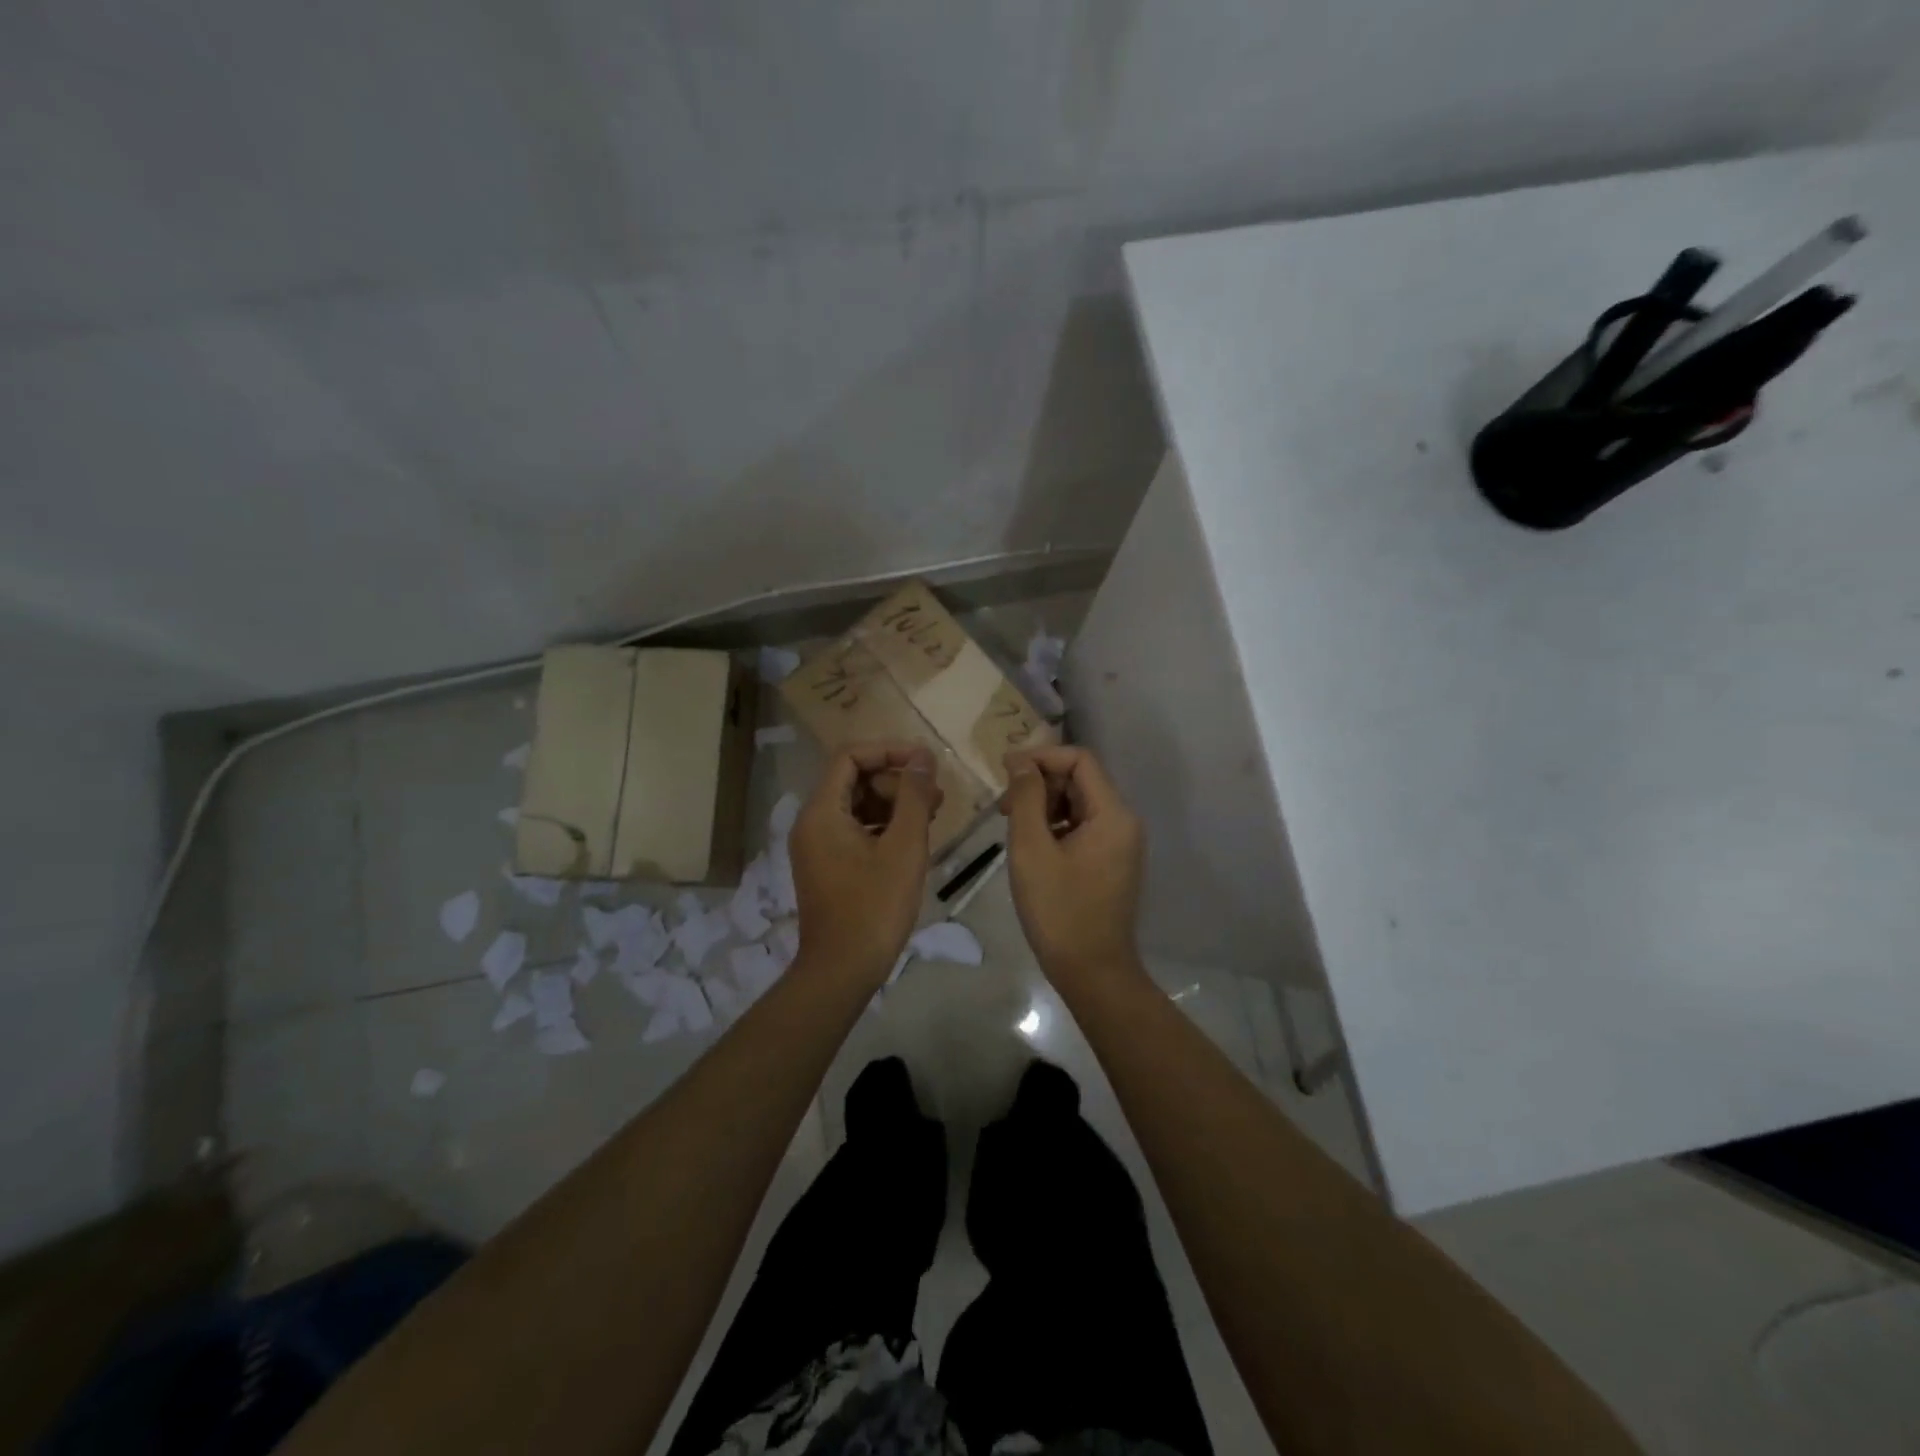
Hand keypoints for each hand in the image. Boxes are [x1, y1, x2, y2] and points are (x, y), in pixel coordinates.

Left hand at [789, 742, 941, 986]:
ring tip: (933, 815)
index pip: (850, 756)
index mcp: (822, 811)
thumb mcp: (904, 847)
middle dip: (896, 780)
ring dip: (894, 803)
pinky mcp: (827, 865)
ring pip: (857, 805)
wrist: (842, 970)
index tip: (925, 761)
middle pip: (854, 779)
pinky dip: (883, 826)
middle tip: (936, 795)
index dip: (889, 750)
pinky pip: (854, 829)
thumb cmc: (875, 907)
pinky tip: (913, 838)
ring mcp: (817, 846)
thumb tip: (923, 757)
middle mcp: (812, 822)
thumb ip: (914, 796)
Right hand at [1000, 746, 1144, 985]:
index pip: (1080, 760)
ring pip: (1079, 804)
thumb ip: (1026, 797)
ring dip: (1045, 805)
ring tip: (1013, 827)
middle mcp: (1124, 822)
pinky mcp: (1111, 862)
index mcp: (1113, 814)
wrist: (1092, 971)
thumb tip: (1020, 760)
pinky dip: (1055, 826)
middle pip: (1080, 780)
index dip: (1041, 757)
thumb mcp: (1032, 849)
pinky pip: (1082, 827)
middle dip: (1040, 783)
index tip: (1005, 770)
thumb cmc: (1059, 910)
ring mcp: (1120, 843)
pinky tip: (1031, 847)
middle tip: (1004, 807)